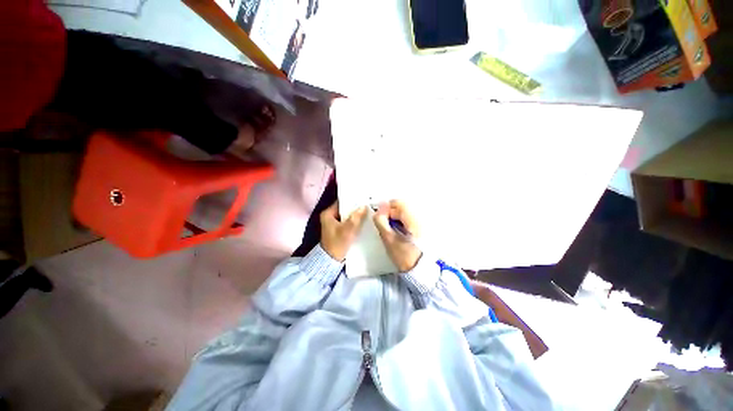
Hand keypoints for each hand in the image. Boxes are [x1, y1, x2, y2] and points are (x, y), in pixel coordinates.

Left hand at [320, 202, 367, 261]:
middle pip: (345, 208)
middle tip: (368, 203)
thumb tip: (364, 206)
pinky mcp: (339, 230)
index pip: (342, 202)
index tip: (363, 197)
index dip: (352, 199)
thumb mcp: (347, 230)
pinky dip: (355, 221)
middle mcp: (330, 216)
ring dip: (356, 215)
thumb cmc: (337, 244)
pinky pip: (348, 222)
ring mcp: (334, 223)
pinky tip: (363, 220)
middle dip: (356, 207)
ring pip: (347, 215)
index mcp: (328, 213)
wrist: (331, 261)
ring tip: (368, 211)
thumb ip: (356, 218)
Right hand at [373, 200, 422, 271]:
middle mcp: (419, 217)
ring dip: (396, 219)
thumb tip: (379, 207)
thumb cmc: (404, 256)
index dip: (386, 208)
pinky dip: (402, 223)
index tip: (380, 219)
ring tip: (392, 232)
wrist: (422, 272)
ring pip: (405, 214)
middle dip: (391, 214)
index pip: (398, 203)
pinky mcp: (423, 229)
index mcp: (412, 218)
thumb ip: (382, 221)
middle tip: (385, 227)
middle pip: (402, 207)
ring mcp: (423, 223)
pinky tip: (400, 234)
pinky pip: (409, 220)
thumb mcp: (389, 239)